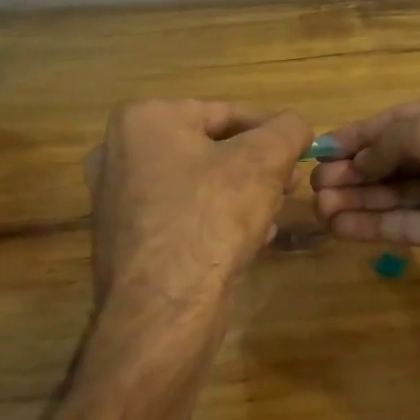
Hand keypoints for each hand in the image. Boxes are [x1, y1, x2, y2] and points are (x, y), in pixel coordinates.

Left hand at [86, 100, 311, 352]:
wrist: (165, 307)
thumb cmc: (212, 216)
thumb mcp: (265, 160)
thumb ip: (288, 129)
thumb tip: (295, 126)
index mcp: (145, 120)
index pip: (227, 112)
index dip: (272, 130)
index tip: (302, 150)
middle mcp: (119, 153)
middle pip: (211, 148)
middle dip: (257, 166)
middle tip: (290, 184)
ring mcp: (117, 200)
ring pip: (199, 184)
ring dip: (241, 194)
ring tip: (274, 214)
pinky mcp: (125, 240)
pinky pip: (183, 216)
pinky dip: (216, 221)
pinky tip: (249, 240)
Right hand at [309, 86, 419, 289]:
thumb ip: (391, 140)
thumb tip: (360, 160)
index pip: (395, 121)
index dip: (356, 135)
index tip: (319, 149)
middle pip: (390, 158)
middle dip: (352, 170)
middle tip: (314, 184)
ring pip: (392, 193)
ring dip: (355, 198)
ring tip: (318, 206)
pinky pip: (401, 223)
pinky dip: (370, 224)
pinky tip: (338, 225)